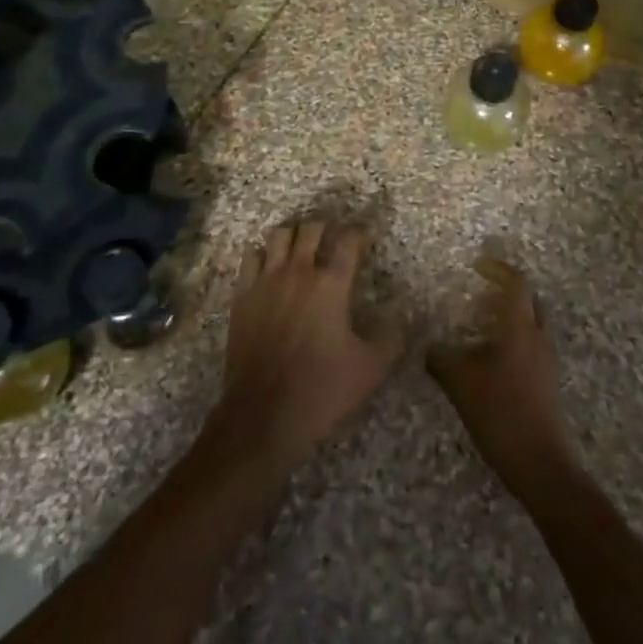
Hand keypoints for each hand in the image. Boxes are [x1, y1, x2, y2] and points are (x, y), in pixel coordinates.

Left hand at [211, 220, 401, 474]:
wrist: (262, 415)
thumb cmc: (321, 390)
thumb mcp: (370, 369)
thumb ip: (390, 337)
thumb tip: (400, 315)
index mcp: (331, 285)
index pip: (349, 241)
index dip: (360, 232)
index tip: (365, 235)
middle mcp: (298, 272)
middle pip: (312, 229)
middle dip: (326, 227)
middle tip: (333, 239)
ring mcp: (266, 281)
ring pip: (279, 236)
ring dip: (294, 235)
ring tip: (301, 247)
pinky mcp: (242, 295)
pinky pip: (251, 257)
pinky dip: (263, 255)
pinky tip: (269, 266)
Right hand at [427, 259, 582, 501]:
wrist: (541, 465)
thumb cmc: (500, 412)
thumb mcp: (460, 383)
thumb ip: (440, 358)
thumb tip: (429, 347)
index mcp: (519, 327)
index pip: (516, 284)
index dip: (498, 270)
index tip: (479, 266)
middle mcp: (537, 337)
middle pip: (529, 301)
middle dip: (509, 291)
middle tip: (483, 292)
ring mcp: (546, 362)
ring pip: (532, 325)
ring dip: (512, 318)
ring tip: (483, 326)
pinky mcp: (547, 384)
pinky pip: (532, 348)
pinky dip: (514, 341)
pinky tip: (493, 360)